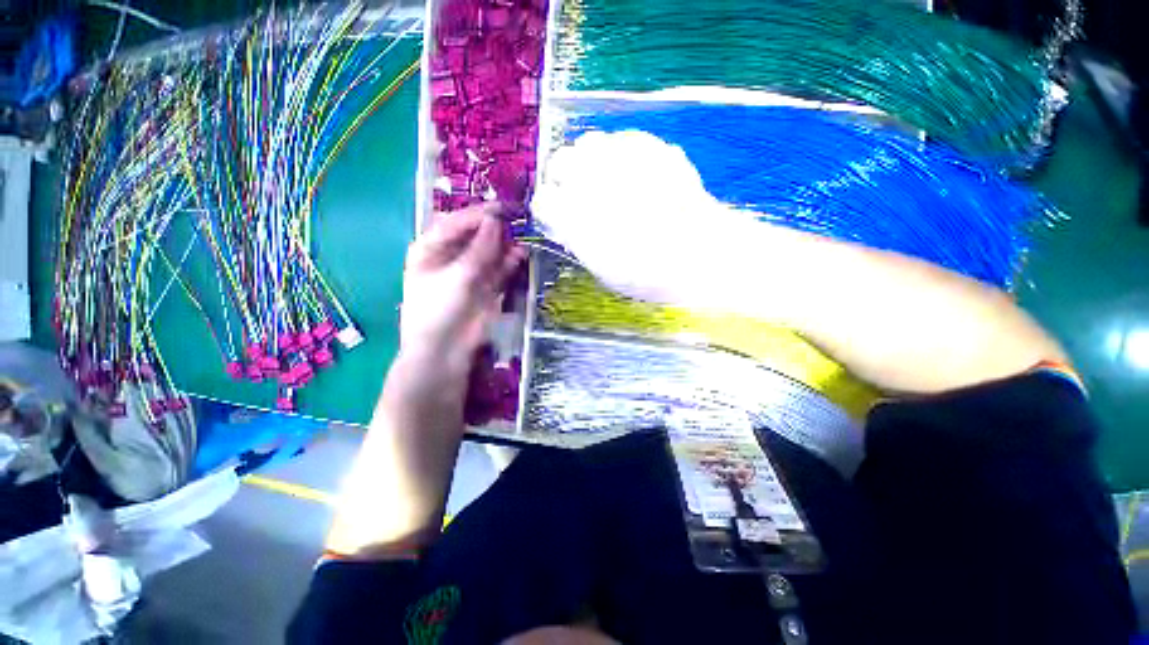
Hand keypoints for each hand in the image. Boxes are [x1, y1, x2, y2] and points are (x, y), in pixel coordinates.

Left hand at [399, 204, 526, 373]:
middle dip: (494, 229)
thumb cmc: (439, 309)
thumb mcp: (458, 275)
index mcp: (431, 249)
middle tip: (516, 223)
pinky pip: (499, 269)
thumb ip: (480, 249)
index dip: (478, 214)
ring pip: (489, 252)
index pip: (456, 223)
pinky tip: (521, 255)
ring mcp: (470, 273)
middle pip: (474, 235)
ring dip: (505, 245)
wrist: (445, 350)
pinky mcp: (486, 287)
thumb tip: (495, 222)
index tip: (502, 209)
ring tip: (521, 239)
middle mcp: (450, 257)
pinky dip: (509, 262)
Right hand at [531, 130, 746, 305]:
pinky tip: (631, 172)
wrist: (699, 255)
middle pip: (559, 162)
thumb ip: (578, 240)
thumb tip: (566, 224)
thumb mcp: (601, 268)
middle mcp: (591, 181)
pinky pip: (620, 140)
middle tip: (577, 193)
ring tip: (604, 179)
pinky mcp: (649, 146)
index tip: (557, 215)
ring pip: (587, 144)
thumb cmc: (647, 274)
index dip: (549, 208)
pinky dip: (618, 155)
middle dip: (562, 178)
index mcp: (575, 217)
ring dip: (589, 162)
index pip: (543, 200)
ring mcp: (620, 158)